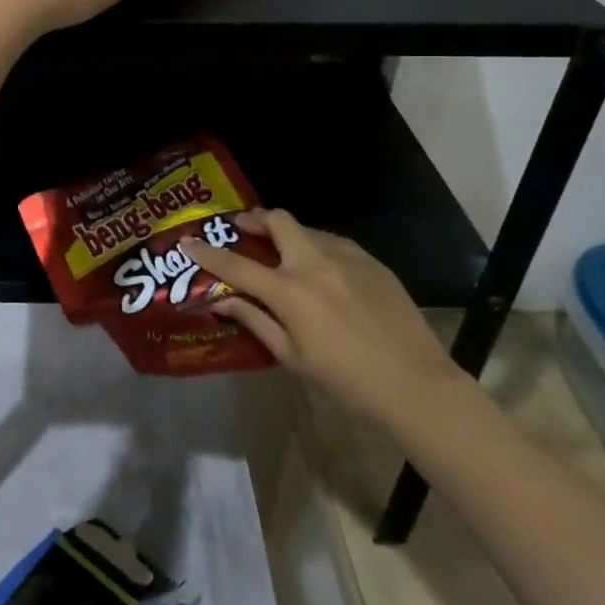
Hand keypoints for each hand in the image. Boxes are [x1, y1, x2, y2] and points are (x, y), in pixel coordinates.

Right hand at [182, 209, 464, 431]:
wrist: (416, 385)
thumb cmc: (345, 381)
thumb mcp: (292, 357)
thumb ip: (255, 321)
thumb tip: (223, 300)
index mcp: (289, 290)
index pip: (236, 263)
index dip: (207, 252)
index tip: (188, 241)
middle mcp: (313, 262)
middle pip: (277, 220)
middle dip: (254, 219)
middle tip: (244, 229)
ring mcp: (346, 257)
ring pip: (307, 228)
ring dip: (288, 233)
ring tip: (283, 252)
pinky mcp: (372, 261)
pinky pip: (335, 243)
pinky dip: (317, 247)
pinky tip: (322, 271)